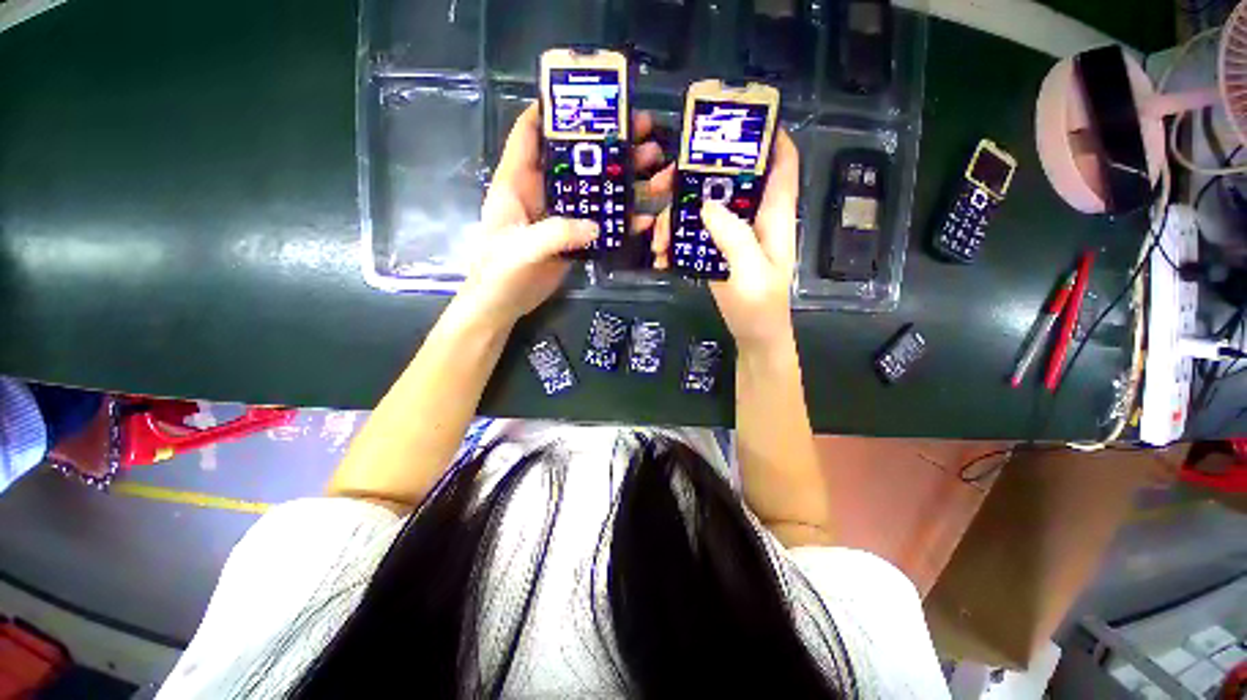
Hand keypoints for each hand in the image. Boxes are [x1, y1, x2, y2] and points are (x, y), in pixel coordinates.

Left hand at [457, 104, 674, 326]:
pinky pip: (601, 223)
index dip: (554, 109)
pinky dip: (622, 221)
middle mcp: (542, 192)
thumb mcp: (521, 249)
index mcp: (518, 181)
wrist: (503, 304)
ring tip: (656, 166)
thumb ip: (555, 234)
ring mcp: (561, 215)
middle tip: (644, 131)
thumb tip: (596, 226)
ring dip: (624, 179)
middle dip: (608, 143)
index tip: (591, 98)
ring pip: (595, 190)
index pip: (530, 132)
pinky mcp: (574, 238)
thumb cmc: (499, 271)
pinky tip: (645, 219)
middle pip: (577, 158)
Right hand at [653, 130, 799, 351]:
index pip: (781, 165)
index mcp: (773, 217)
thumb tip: (708, 203)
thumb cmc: (760, 307)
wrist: (753, 335)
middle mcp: (753, 218)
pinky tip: (660, 255)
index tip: (735, 122)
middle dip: (696, 176)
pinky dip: (675, 240)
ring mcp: (732, 235)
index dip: (768, 136)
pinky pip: (693, 234)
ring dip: (676, 216)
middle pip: (729, 180)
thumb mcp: (751, 273)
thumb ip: (735, 237)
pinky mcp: (716, 250)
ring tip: (657, 241)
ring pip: (703, 207)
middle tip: (660, 186)